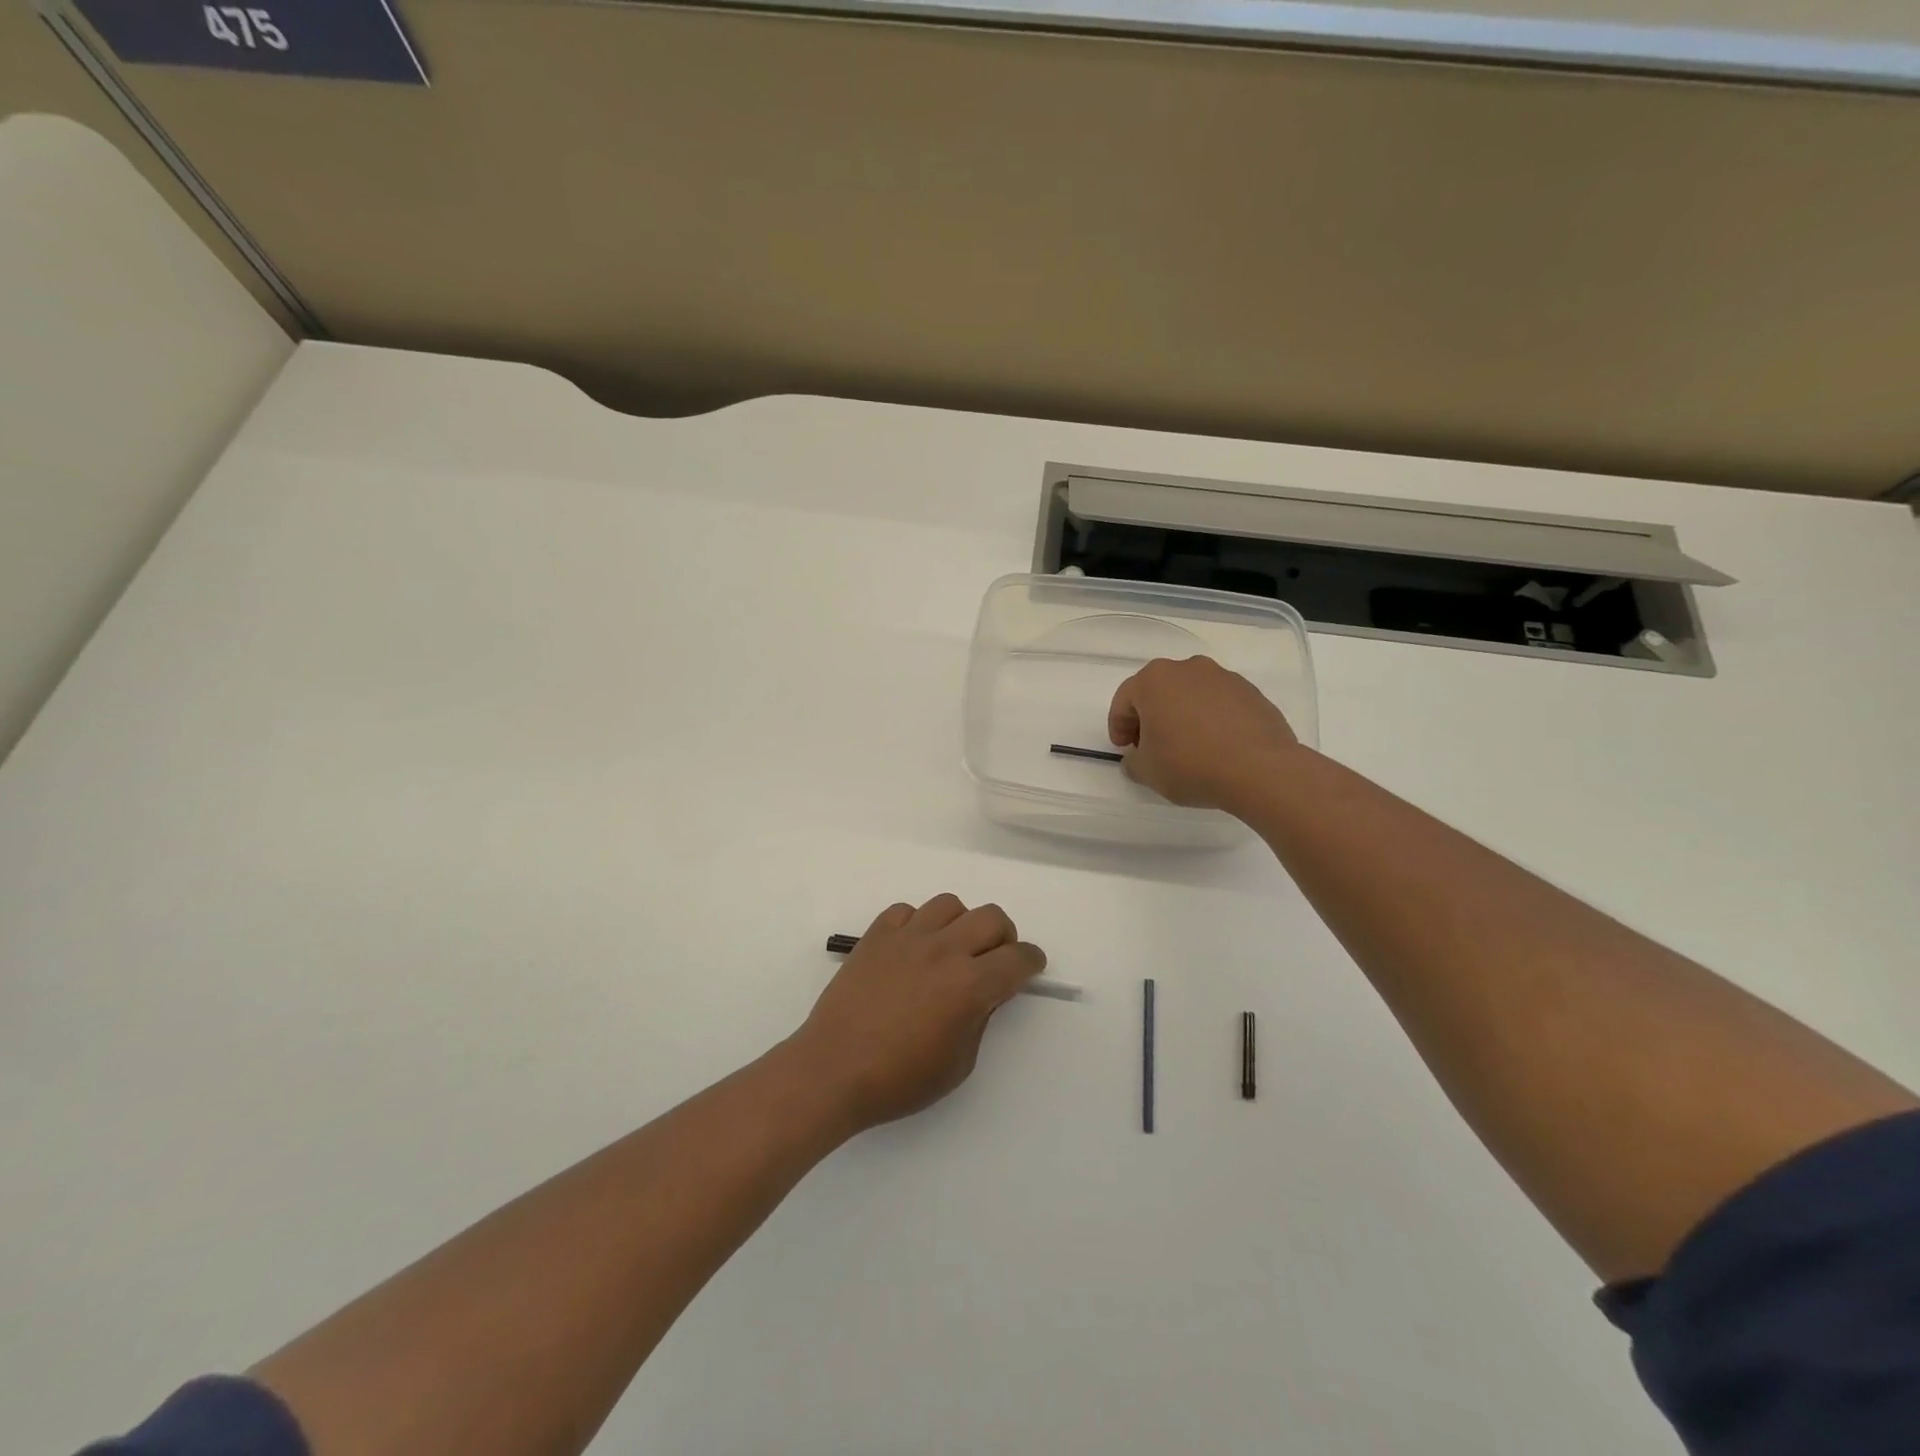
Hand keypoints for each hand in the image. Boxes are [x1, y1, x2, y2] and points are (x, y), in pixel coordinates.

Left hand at [787, 895, 1046, 1133]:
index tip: (1030, 966)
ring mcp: (907, 937)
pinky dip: (918, 924)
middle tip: (994, 959)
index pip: (1017, 958)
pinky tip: (912, 948)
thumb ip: (979, 1019)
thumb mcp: (958, 1063)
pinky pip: (906, 911)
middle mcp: (943, 950)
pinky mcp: (876, 935)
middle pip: (991, 918)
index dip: (1031, 961)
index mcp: (969, 985)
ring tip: (951, 949)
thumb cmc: (899, 1079)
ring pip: (950, 904)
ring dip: (961, 924)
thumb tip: (984, 993)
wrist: (833, 1069)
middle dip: (1004, 937)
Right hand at [1109, 655, 1300, 811]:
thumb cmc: (1190, 764)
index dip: (1118, 726)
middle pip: (1158, 691)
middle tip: (1151, 747)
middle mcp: (1187, 668)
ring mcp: (1223, 677)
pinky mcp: (1251, 692)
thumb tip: (1138, 757)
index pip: (1124, 700)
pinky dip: (1211, 720)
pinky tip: (1216, 747)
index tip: (1124, 749)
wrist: (1260, 769)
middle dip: (1150, 717)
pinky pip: (1219, 704)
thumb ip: (1133, 762)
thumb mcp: (1147, 772)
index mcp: (1154, 680)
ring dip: (1182, 716)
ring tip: (1187, 748)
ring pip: (1190, 694)